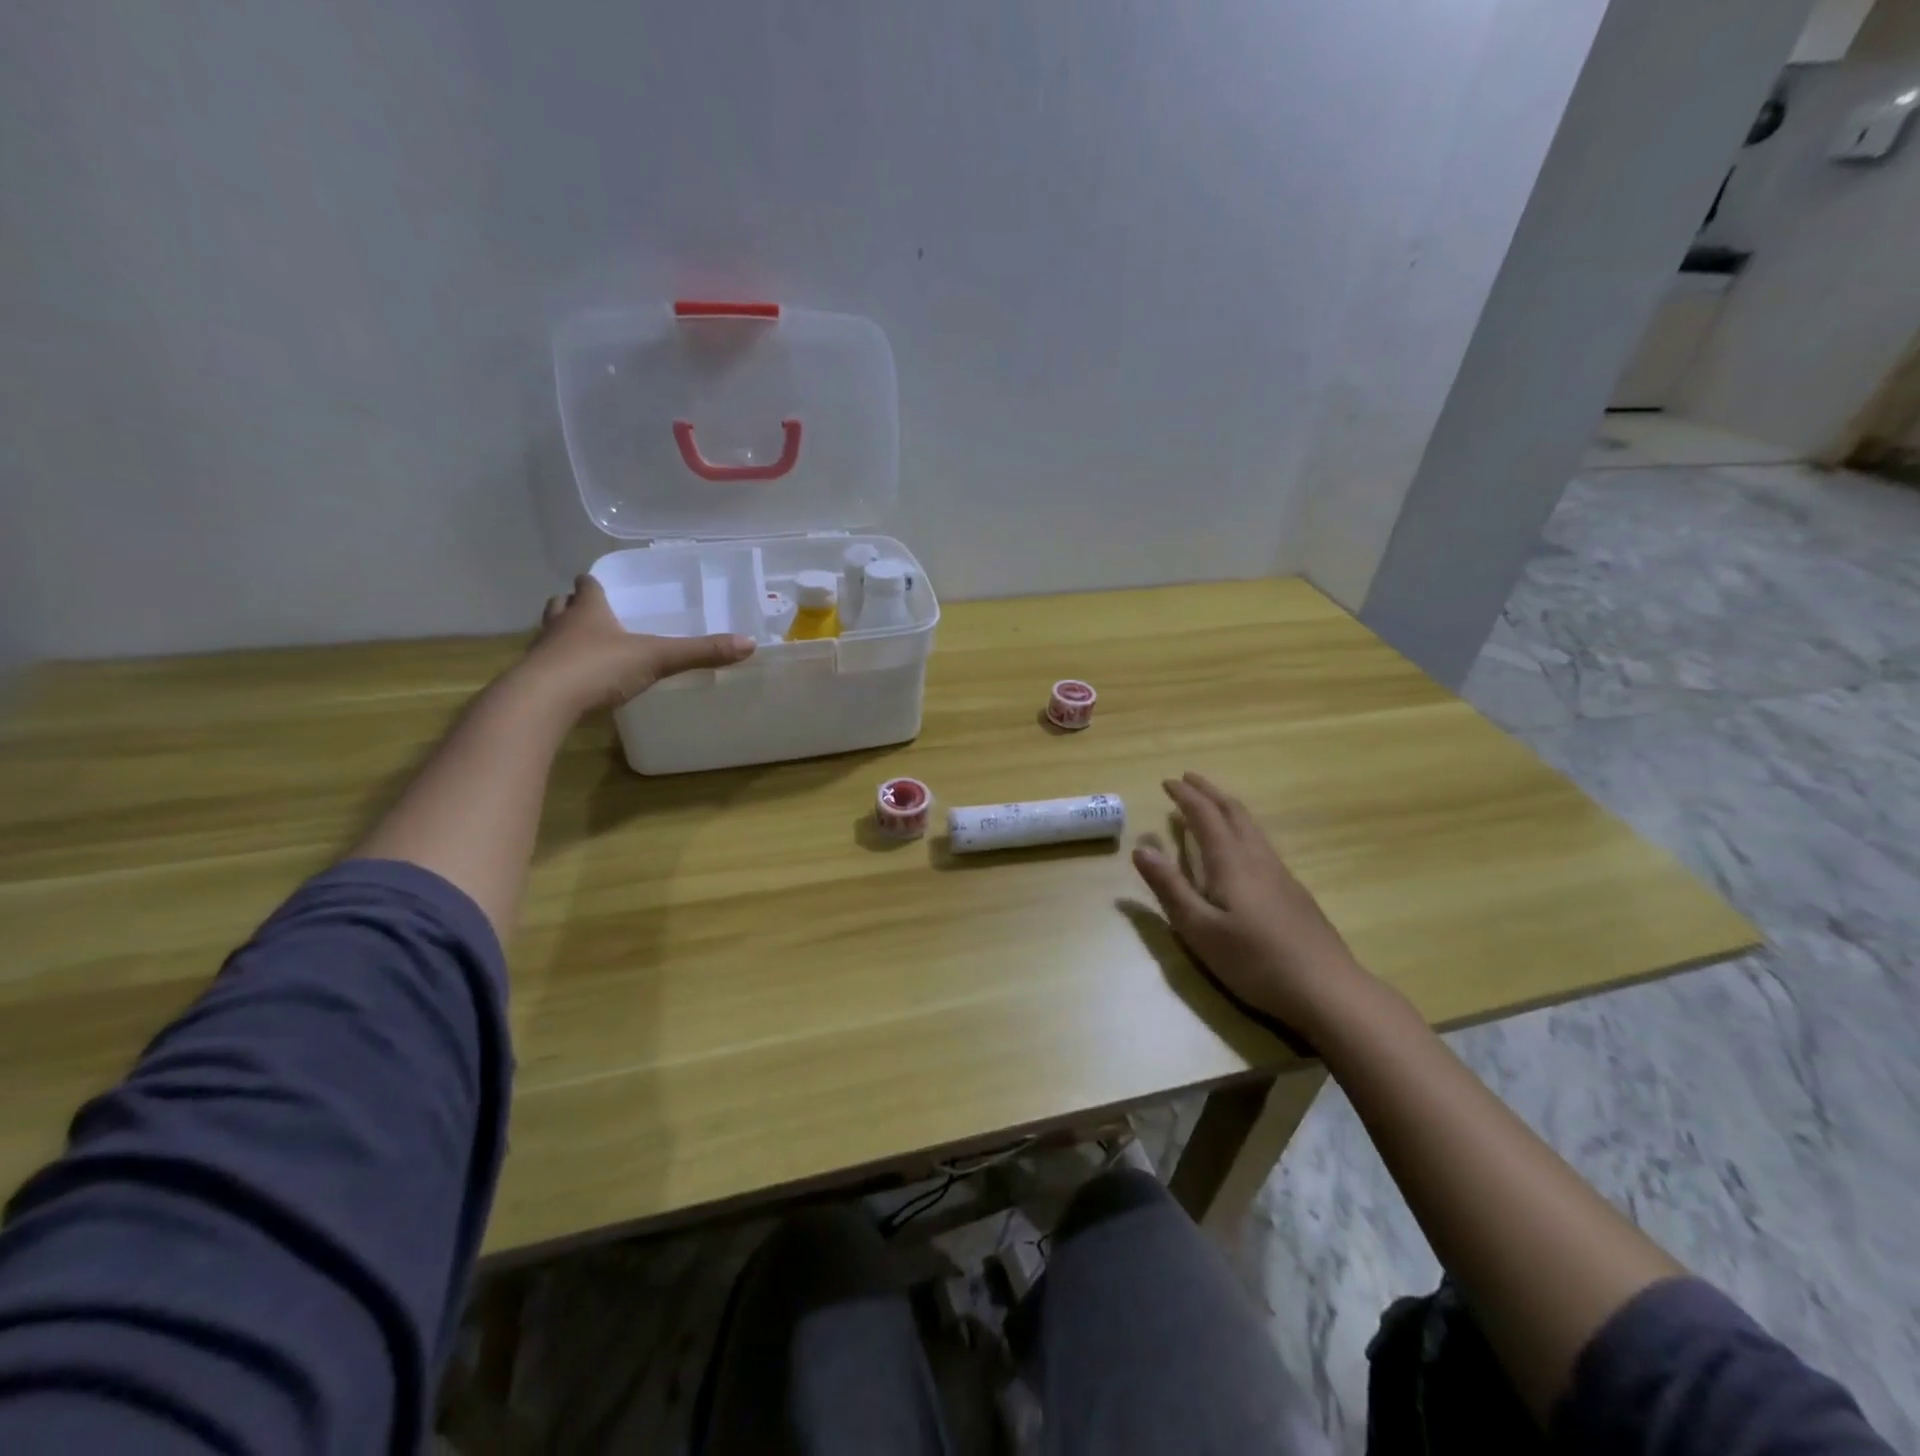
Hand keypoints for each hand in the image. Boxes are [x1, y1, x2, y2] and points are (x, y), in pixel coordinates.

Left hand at [521, 574, 756, 717]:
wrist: (541, 703)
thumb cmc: (598, 668)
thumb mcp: (657, 658)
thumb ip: (700, 652)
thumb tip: (749, 644)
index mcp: (588, 611)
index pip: (587, 586)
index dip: (594, 585)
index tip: (600, 585)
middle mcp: (561, 625)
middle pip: (561, 605)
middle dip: (574, 607)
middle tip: (591, 614)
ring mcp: (543, 654)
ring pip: (550, 635)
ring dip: (563, 637)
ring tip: (583, 648)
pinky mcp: (534, 682)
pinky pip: (547, 669)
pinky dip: (559, 670)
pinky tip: (575, 684)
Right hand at [1132, 772, 1368, 1036]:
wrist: (1327, 989)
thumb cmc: (1254, 961)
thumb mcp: (1199, 929)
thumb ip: (1169, 887)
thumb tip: (1141, 849)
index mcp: (1230, 863)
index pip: (1205, 817)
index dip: (1185, 797)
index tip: (1168, 782)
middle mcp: (1257, 859)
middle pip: (1233, 812)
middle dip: (1209, 792)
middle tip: (1189, 779)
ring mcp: (1280, 874)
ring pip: (1252, 827)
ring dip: (1228, 807)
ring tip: (1212, 804)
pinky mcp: (1293, 892)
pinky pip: (1261, 843)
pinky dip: (1243, 829)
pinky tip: (1243, 847)